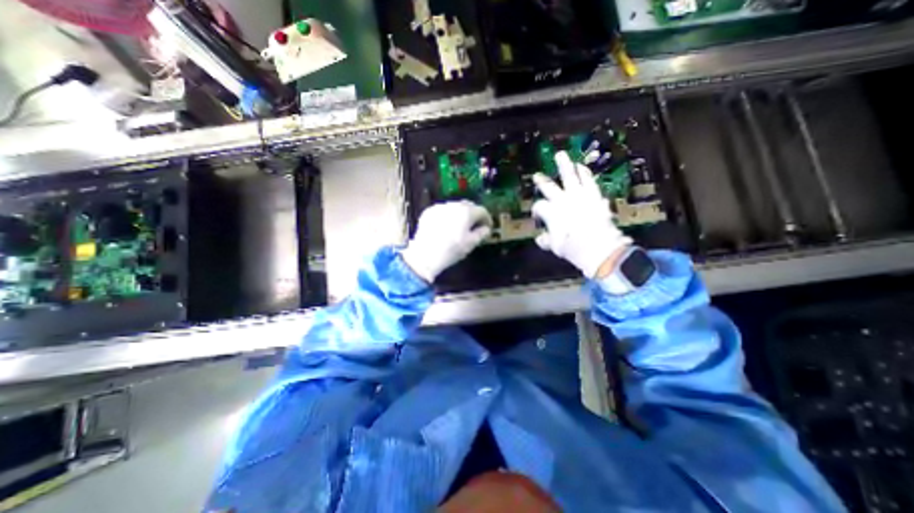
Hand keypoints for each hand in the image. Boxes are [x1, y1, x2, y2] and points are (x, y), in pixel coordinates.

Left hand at [400, 200, 491, 282]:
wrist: (425, 255)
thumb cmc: (451, 250)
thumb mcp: (471, 244)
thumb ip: (481, 233)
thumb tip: (486, 229)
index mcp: (466, 212)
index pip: (482, 211)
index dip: (487, 219)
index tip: (487, 227)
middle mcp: (454, 205)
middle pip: (468, 206)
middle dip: (474, 214)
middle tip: (475, 226)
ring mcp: (440, 207)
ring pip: (455, 207)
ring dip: (460, 214)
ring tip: (459, 226)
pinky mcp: (429, 212)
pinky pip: (442, 210)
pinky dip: (447, 216)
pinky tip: (446, 226)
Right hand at [533, 152, 633, 278]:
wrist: (600, 248)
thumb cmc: (574, 249)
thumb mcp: (556, 247)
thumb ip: (546, 240)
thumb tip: (540, 238)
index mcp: (551, 212)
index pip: (539, 206)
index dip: (536, 211)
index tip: (538, 218)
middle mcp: (563, 201)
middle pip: (549, 187)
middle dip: (541, 181)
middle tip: (537, 175)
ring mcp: (579, 196)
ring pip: (570, 176)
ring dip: (564, 166)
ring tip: (561, 155)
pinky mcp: (594, 196)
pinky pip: (589, 181)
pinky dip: (585, 173)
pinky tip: (582, 167)